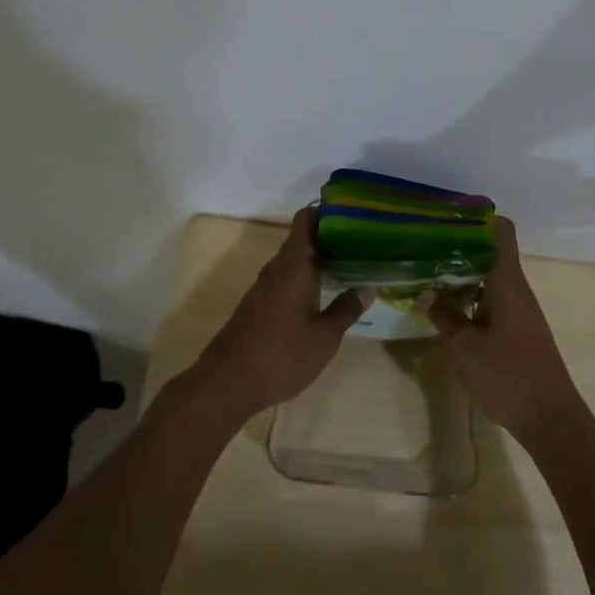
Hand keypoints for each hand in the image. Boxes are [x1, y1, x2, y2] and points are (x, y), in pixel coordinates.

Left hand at [192, 207, 370, 416]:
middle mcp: (277, 268)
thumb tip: (367, 287)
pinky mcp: (260, 304)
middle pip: (304, 238)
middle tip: (366, 242)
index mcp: (293, 265)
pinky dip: (309, 278)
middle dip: (332, 237)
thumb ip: (346, 310)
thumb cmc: (280, 355)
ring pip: (296, 260)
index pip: (306, 220)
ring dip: (321, 259)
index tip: (354, 214)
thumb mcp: (324, 338)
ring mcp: (266, 286)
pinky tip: (327, 293)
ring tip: (354, 264)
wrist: (227, 383)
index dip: (327, 211)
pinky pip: (288, 278)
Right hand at [428, 217, 584, 443]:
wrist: (551, 419)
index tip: (448, 216)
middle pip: (490, 253)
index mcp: (507, 283)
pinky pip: (491, 300)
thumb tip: (427, 292)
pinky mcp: (517, 329)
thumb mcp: (466, 348)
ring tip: (427, 274)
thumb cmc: (509, 377)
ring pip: (488, 278)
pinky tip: (446, 309)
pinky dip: (469, 297)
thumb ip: (445, 317)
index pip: (502, 231)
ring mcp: (518, 310)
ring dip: (461, 275)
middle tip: (423, 245)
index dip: (478, 218)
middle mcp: (516, 289)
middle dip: (459, 247)